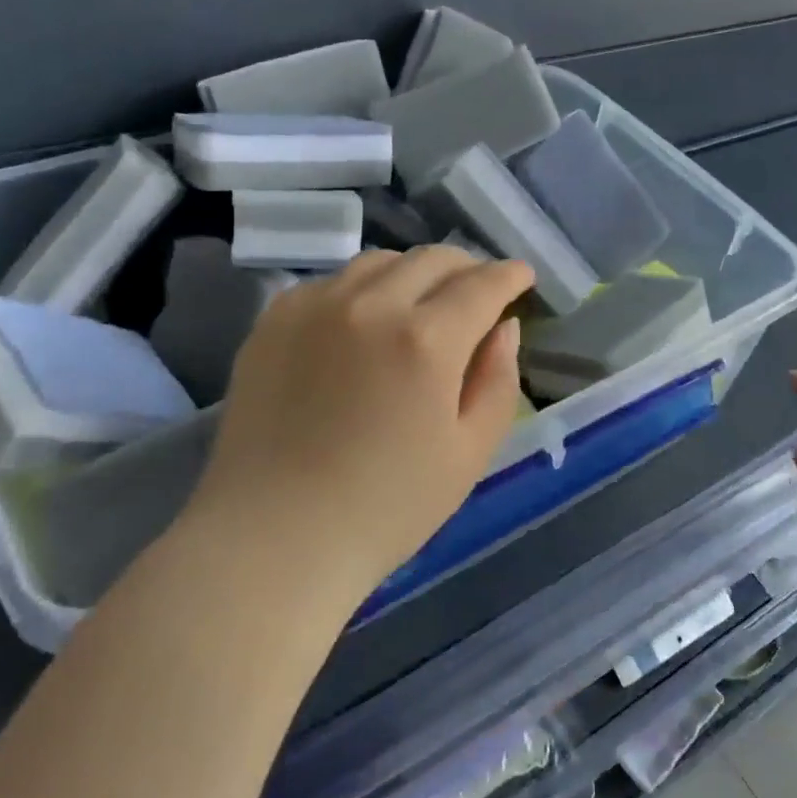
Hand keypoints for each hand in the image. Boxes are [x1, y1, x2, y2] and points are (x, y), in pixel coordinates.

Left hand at [189, 247, 533, 607]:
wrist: (275, 537)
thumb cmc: (386, 507)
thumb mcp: (470, 452)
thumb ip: (498, 379)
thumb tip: (503, 326)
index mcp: (426, 340)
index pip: (482, 284)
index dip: (510, 275)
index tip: (522, 277)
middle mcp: (371, 304)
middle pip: (432, 259)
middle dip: (467, 267)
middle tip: (478, 290)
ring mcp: (315, 305)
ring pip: (380, 262)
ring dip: (414, 272)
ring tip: (421, 302)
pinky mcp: (274, 319)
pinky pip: (331, 281)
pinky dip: (362, 289)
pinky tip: (363, 320)